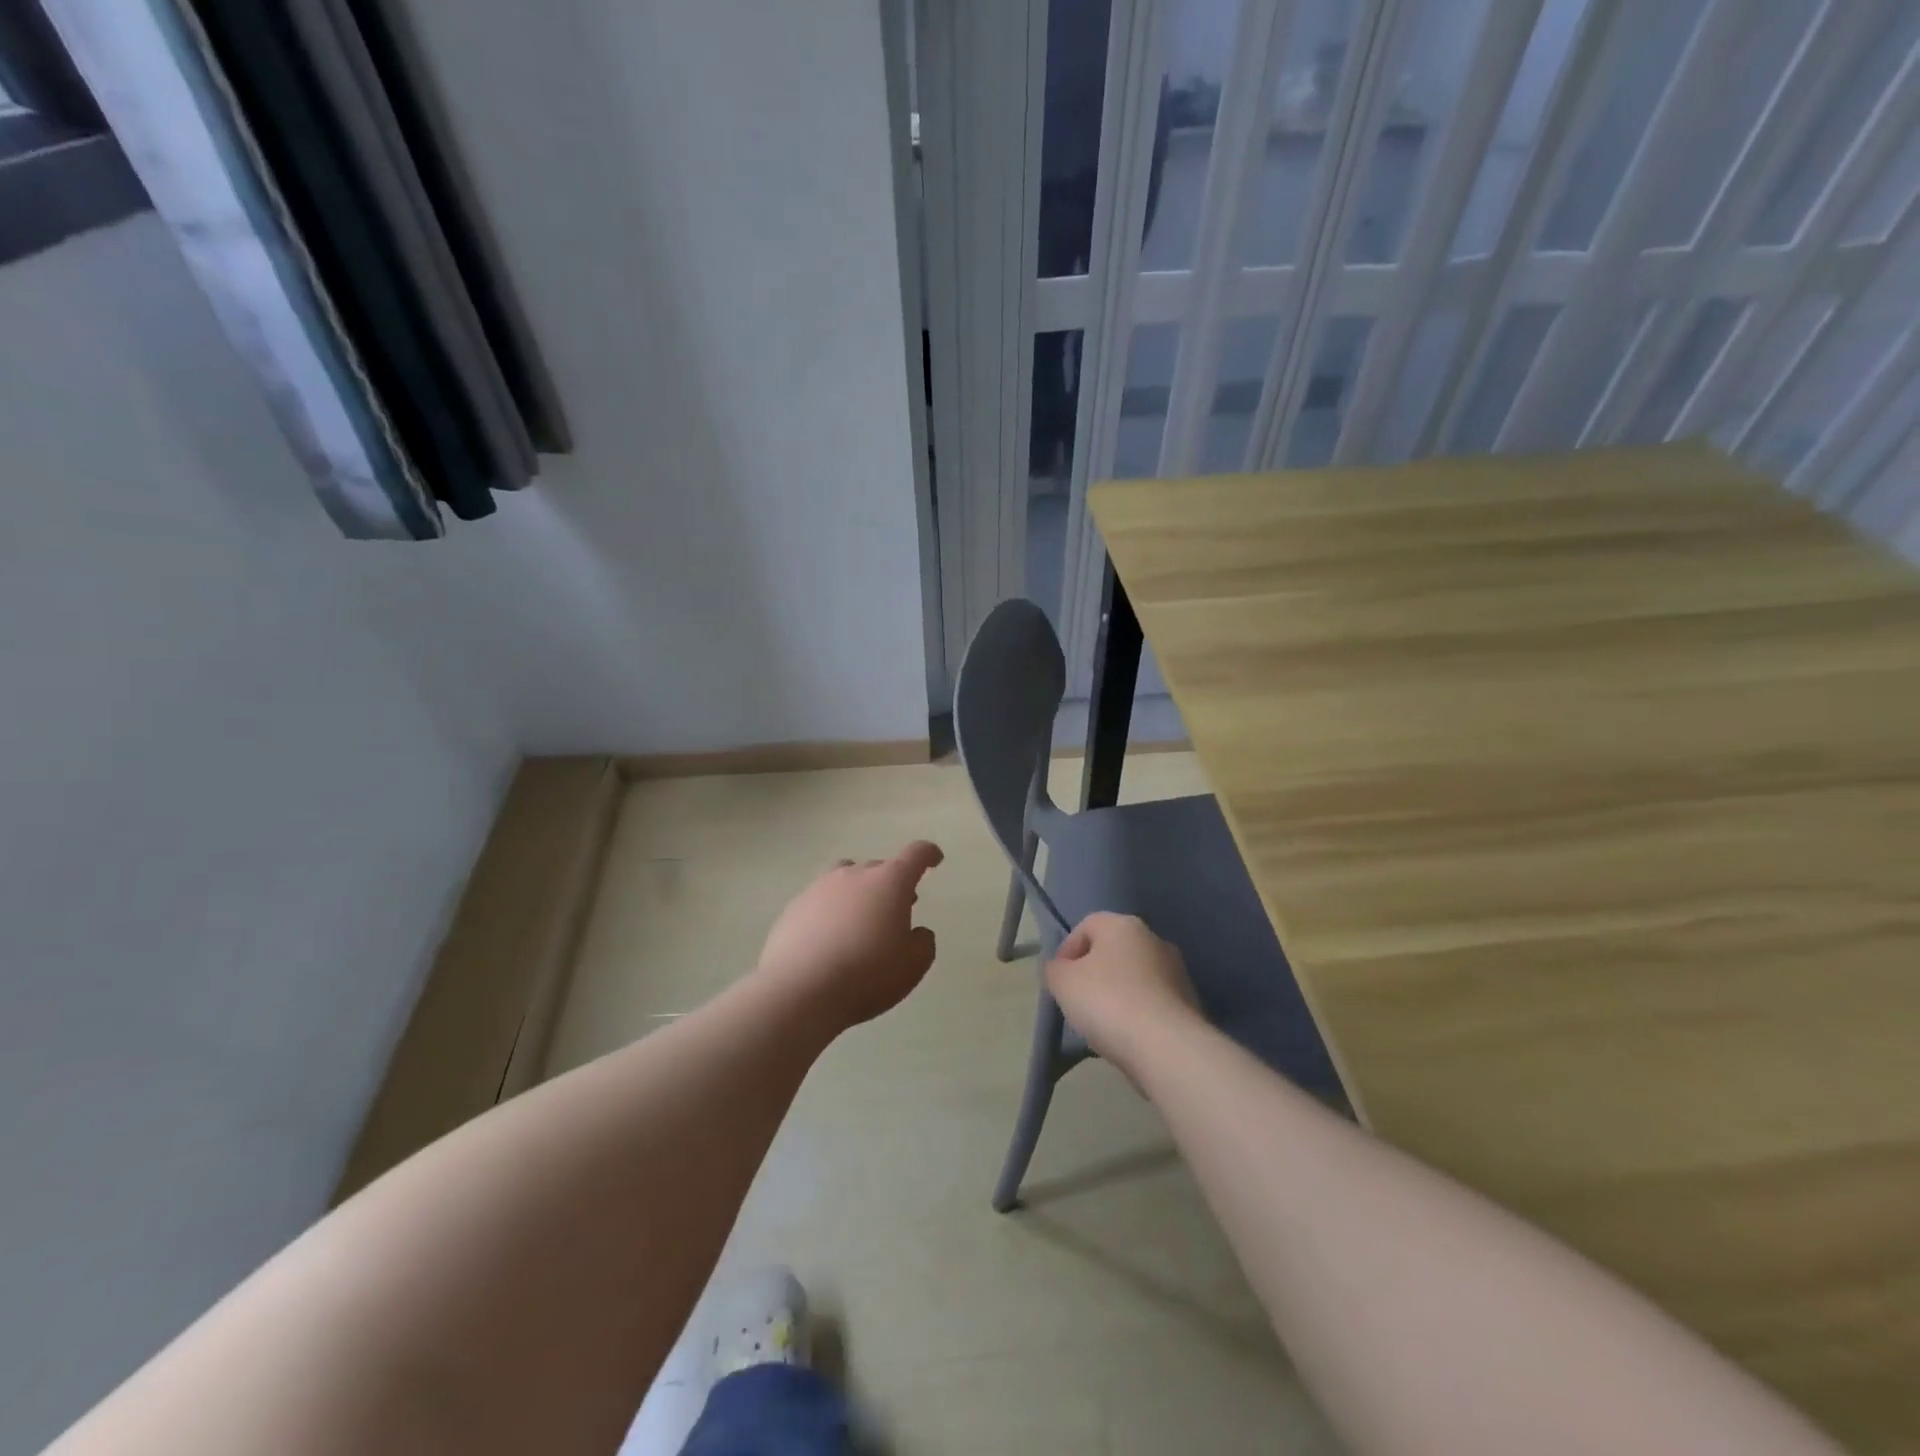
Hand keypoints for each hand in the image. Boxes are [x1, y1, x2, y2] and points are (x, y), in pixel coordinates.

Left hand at [756, 841, 943, 1028]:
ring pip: (845, 877)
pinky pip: (820, 900)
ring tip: (860, 917)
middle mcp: (854, 875)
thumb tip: (916, 932)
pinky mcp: (794, 907)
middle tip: (898, 909)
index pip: (915, 855)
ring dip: (858, 891)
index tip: (934, 860)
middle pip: (879, 868)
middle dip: (892, 884)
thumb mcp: (913, 966)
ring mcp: (819, 888)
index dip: (928, 854)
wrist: (799, 991)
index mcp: (890, 882)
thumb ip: (923, 943)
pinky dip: (830, 911)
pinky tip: (828, 939)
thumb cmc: (867, 974)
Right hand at [1045, 912, 1201, 1076]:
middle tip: (1078, 1001)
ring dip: (1117, 994)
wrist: (1167, 1047)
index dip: (1067, 950)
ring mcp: (1177, 971)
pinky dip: (1138, 1014)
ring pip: (1134, 977)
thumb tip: (1060, 968)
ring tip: (1102, 1024)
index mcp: (1123, 925)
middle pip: (1113, 951)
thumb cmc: (1108, 1001)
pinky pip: (1152, 1002)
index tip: (1059, 980)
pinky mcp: (1190, 1003)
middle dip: (1093, 973)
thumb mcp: (1063, 982)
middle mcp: (1154, 939)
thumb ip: (1054, 969)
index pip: (1087, 926)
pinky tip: (1128, 1036)